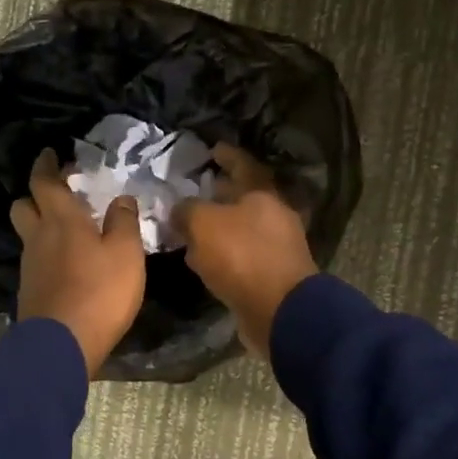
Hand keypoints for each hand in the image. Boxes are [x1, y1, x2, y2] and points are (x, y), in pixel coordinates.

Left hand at [11, 148, 146, 377]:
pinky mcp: (29, 292)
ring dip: (40, 225)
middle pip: (23, 205)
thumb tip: (121, 199)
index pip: (44, 182)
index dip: (46, 165)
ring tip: (66, 230)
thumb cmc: (100, 292)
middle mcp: (38, 238)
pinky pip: (34, 261)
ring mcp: (30, 266)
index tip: (50, 153)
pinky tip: (65, 264)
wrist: (62, 345)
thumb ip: (124, 222)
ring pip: (28, 235)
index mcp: (61, 220)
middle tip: (58, 193)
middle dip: (36, 194)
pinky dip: (46, 254)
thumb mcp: (126, 254)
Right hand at [174, 144, 317, 359]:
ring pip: (241, 229)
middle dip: (219, 194)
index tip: (212, 148)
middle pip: (244, 198)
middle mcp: (274, 216)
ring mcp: (275, 247)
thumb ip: (187, 210)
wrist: (279, 310)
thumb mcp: (203, 224)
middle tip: (195, 190)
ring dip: (218, 227)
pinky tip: (202, 260)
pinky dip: (222, 254)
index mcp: (263, 194)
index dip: (227, 155)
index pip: (243, 164)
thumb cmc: (242, 256)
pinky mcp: (270, 275)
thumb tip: (179, 210)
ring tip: (191, 228)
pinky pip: (240, 256)